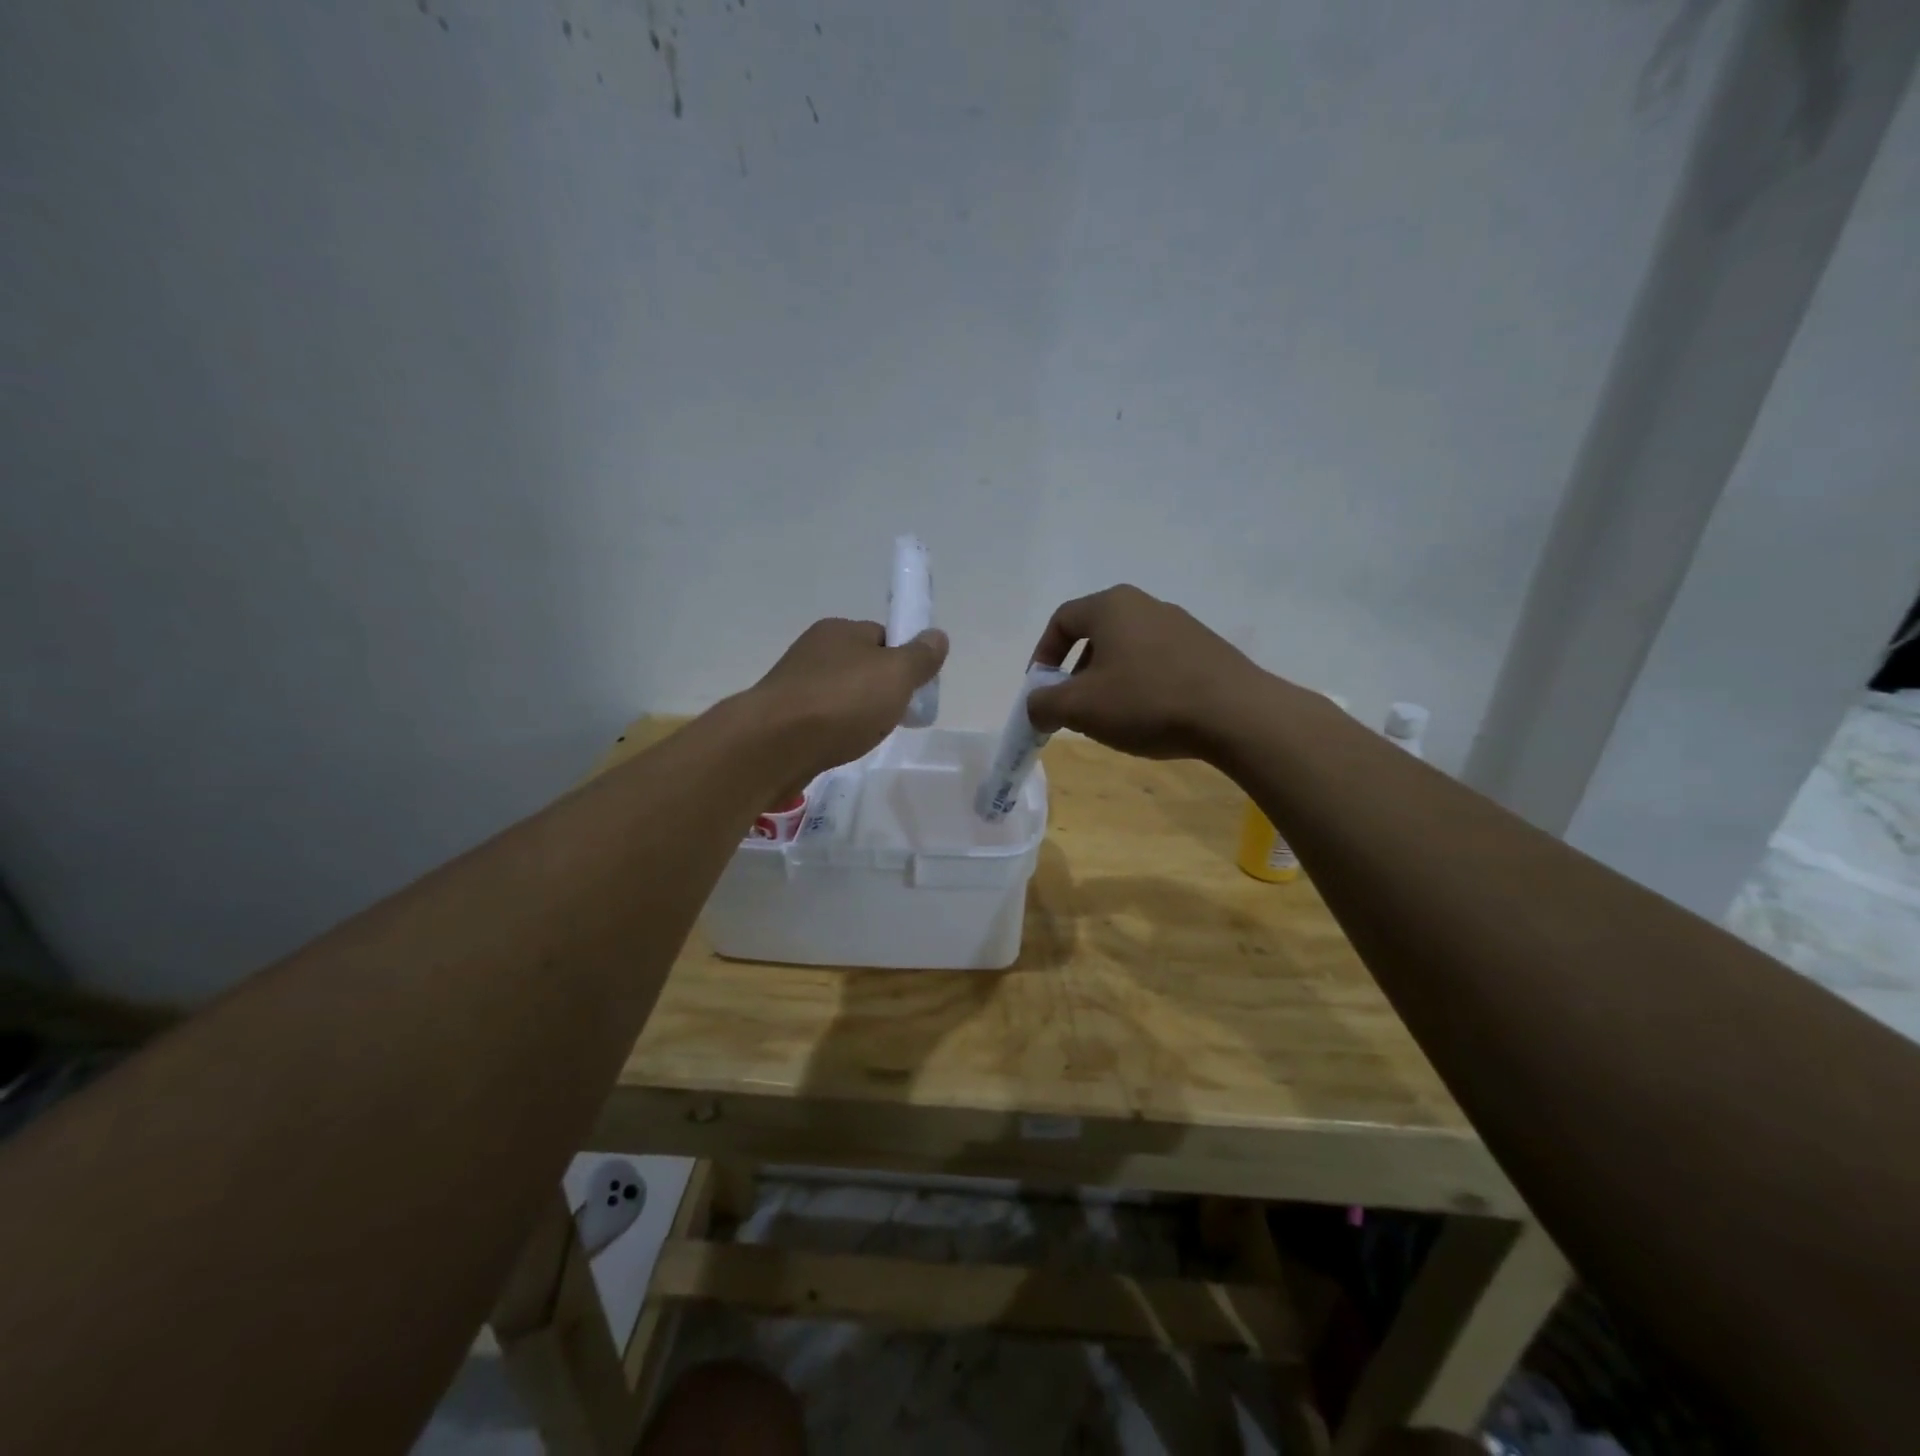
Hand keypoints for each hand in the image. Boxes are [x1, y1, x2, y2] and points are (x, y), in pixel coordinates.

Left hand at [745, 618, 947, 784]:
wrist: (773, 744)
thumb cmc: (842, 702)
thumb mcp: (896, 675)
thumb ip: (920, 657)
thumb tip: (937, 636)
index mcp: (840, 629)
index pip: (883, 636)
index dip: (903, 662)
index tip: (914, 690)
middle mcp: (814, 649)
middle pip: (861, 667)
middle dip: (880, 691)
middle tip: (894, 717)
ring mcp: (794, 682)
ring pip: (840, 694)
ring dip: (856, 713)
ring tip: (865, 736)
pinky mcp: (781, 716)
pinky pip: (820, 718)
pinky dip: (834, 730)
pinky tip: (839, 746)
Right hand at [1025, 585, 1266, 759]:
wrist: (1236, 714)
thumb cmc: (1146, 701)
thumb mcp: (1080, 708)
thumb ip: (1043, 704)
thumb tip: (1037, 707)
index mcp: (1111, 606)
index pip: (1062, 620)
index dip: (1042, 655)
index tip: (1041, 690)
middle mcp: (1146, 605)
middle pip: (1096, 635)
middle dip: (1077, 674)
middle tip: (1075, 709)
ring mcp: (1181, 626)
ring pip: (1128, 651)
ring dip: (1110, 682)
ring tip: (1113, 719)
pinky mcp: (1207, 650)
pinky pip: (1159, 663)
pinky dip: (1142, 686)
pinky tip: (1151, 718)